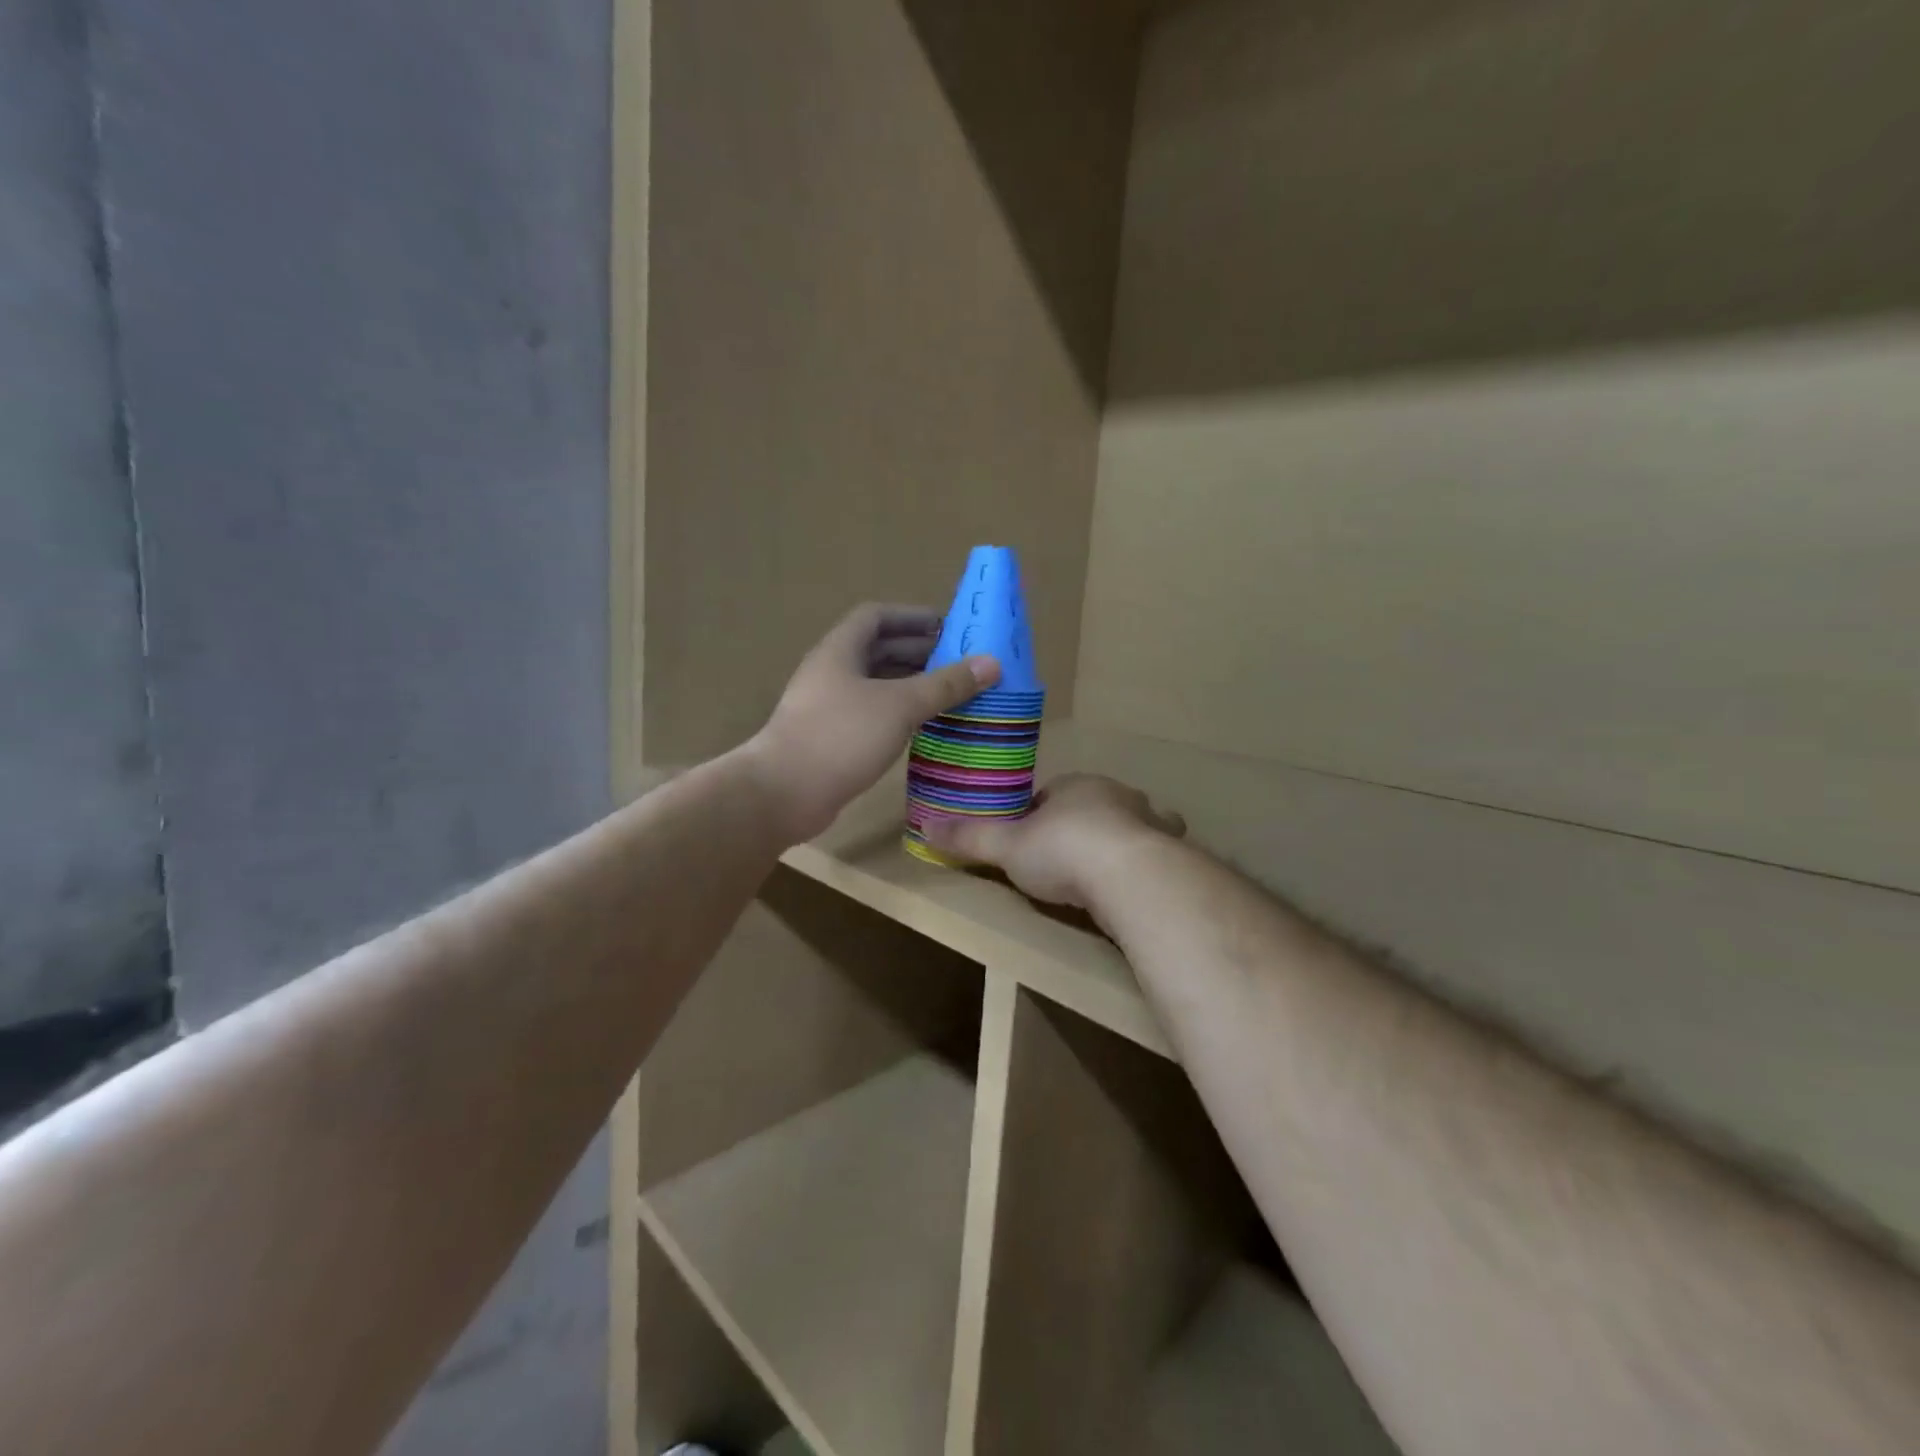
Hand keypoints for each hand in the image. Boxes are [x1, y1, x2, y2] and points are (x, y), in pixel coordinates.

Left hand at [749, 603, 998, 841]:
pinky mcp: (830, 738)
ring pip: (874, 685)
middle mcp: (831, 672)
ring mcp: (827, 707)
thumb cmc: (841, 736)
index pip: (876, 617)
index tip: (947, 627)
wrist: (783, 793)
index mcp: (840, 650)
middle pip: (876, 650)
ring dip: (909, 685)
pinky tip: (923, 727)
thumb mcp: (900, 705)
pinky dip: (898, 713)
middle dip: (917, 652)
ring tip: (948, 694)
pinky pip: (871, 714)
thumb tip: (992, 663)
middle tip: (958, 663)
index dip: (911, 617)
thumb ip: (945, 684)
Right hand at [923, 773, 1185, 910]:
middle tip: (1062, 860)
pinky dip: (1146, 866)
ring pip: (1131, 826)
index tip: (1027, 840)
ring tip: (1101, 874)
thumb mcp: (1007, 847)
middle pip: (1093, 806)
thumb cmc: (1063, 850)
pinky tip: (1135, 887)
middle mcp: (1118, 796)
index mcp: (1077, 786)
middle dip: (1080, 825)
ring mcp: (1150, 823)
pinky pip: (1156, 855)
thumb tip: (925, 826)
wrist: (1131, 876)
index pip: (1052, 794)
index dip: (1037, 815)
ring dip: (1118, 842)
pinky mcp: (1172, 854)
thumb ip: (970, 838)